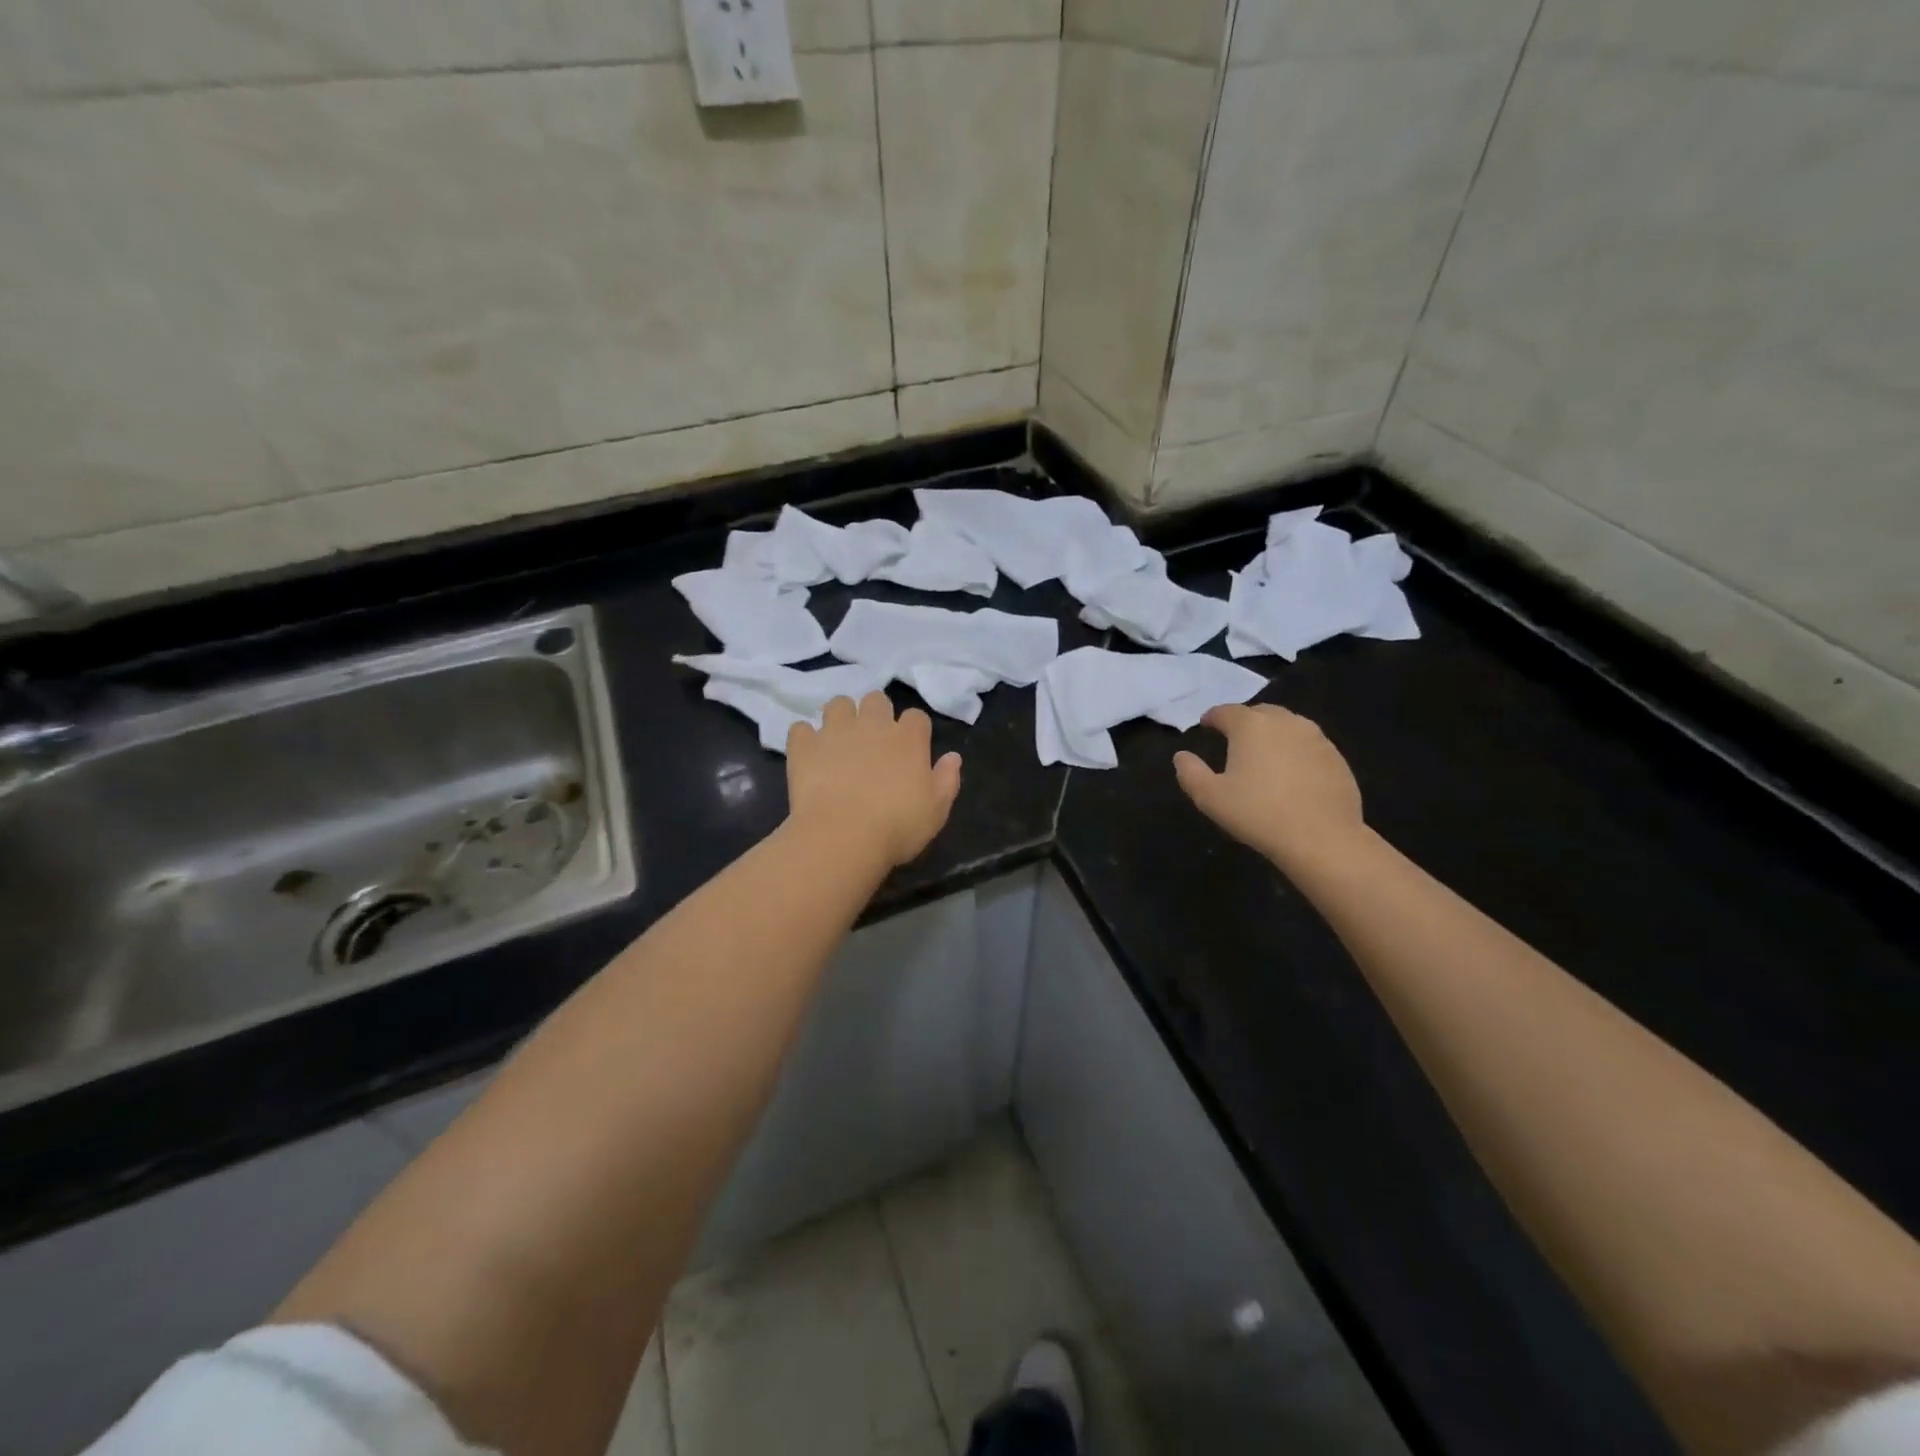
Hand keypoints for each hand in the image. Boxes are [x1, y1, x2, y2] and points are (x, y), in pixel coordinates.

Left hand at [788, 693, 961, 868]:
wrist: (842, 837)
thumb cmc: (897, 827)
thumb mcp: (936, 810)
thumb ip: (947, 779)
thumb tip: (953, 756)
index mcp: (908, 739)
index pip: (916, 717)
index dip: (914, 730)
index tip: (911, 748)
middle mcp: (873, 725)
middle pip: (877, 699)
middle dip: (876, 713)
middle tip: (873, 740)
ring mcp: (835, 731)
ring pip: (838, 704)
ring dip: (841, 717)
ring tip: (839, 740)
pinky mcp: (804, 746)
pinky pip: (801, 728)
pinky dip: (805, 738)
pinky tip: (809, 754)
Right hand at [1173, 704, 1364, 869]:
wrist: (1322, 838)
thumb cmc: (1258, 814)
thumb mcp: (1210, 797)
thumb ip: (1190, 772)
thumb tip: (1182, 756)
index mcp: (1251, 726)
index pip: (1226, 711)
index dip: (1212, 717)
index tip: (1205, 725)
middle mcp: (1285, 722)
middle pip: (1260, 713)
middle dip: (1245, 721)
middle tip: (1234, 739)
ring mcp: (1316, 738)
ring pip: (1288, 726)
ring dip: (1273, 735)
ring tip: (1264, 755)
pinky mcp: (1337, 758)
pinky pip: (1309, 746)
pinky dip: (1295, 752)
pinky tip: (1292, 775)